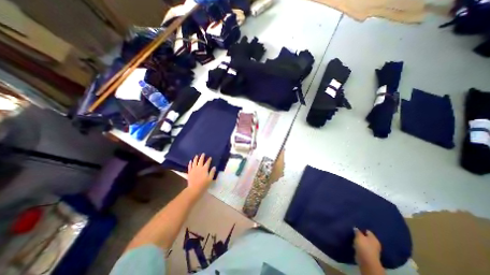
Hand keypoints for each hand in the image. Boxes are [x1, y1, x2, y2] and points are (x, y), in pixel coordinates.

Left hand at [187, 154, 214, 194]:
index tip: (210, 157)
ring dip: (196, 158)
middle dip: (202, 157)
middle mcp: (199, 167)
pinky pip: (190, 166)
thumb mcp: (210, 179)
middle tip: (203, 154)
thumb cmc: (204, 184)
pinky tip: (190, 161)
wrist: (194, 189)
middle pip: (200, 160)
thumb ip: (212, 172)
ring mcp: (193, 169)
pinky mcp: (189, 172)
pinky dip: (190, 163)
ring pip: (194, 162)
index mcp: (204, 169)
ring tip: (196, 156)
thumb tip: (214, 167)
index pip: (207, 163)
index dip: (209, 160)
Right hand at [356, 227, 382, 265]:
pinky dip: (358, 246)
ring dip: (359, 241)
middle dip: (360, 235)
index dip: (362, 229)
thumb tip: (355, 228)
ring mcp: (371, 250)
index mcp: (374, 239)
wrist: (366, 261)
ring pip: (364, 243)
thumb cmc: (364, 246)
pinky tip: (353, 244)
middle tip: (353, 232)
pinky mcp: (367, 255)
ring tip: (352, 238)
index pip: (368, 231)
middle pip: (366, 237)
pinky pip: (362, 248)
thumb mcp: (359, 236)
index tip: (356, 227)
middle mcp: (374, 244)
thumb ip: (357, 231)